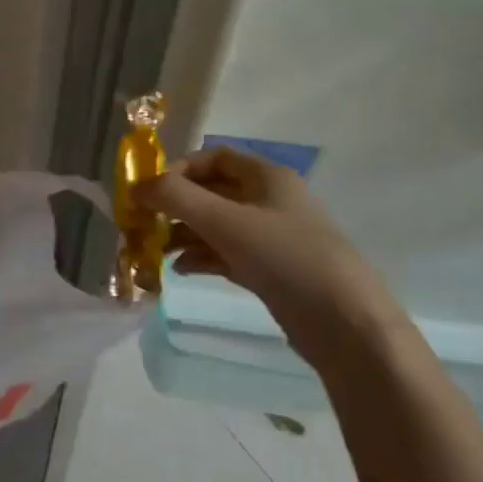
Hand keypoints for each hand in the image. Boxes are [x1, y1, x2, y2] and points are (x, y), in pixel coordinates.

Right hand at [134, 147, 404, 372]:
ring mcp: (270, 236)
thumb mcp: (225, 221)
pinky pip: (226, 252)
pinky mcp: (270, 269)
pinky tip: (180, 270)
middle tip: (143, 223)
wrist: (345, 324)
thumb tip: (136, 187)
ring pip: (216, 224)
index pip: (214, 157)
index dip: (179, 168)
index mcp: (266, 176)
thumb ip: (176, 198)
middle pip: (212, 191)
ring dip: (184, 233)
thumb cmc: (284, 257)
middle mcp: (268, 200)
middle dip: (176, 205)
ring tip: (154, 249)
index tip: (150, 191)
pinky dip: (201, 257)